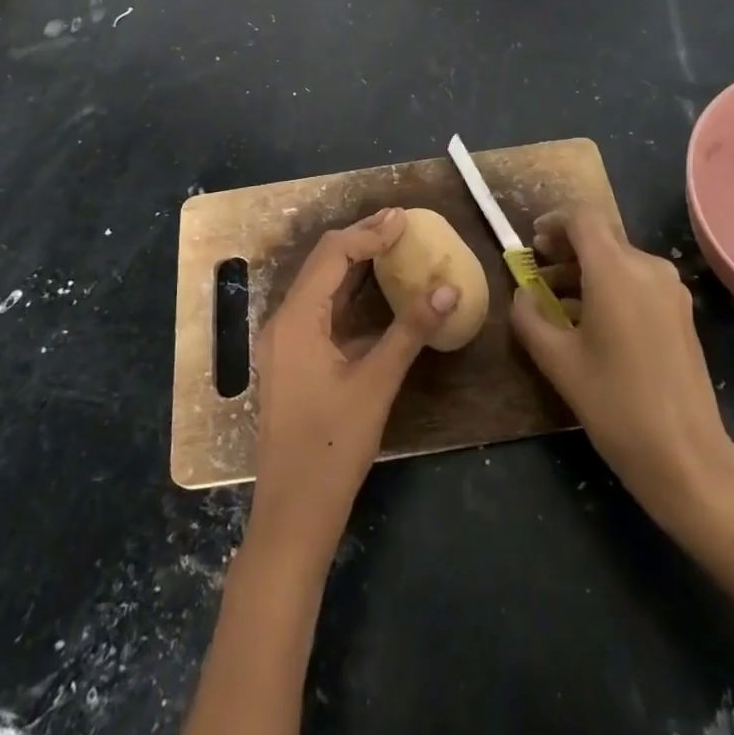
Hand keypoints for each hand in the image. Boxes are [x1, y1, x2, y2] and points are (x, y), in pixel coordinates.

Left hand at [249, 208, 458, 555]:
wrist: (291, 516)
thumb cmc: (332, 448)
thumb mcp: (376, 385)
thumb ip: (411, 331)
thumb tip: (449, 287)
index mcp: (296, 319)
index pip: (333, 255)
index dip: (370, 233)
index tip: (405, 218)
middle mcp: (283, 321)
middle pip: (322, 263)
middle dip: (361, 239)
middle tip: (401, 223)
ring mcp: (284, 343)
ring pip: (320, 286)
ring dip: (353, 263)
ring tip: (392, 244)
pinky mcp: (292, 361)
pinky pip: (319, 310)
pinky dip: (347, 292)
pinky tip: (375, 292)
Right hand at [510, 204, 733, 535]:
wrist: (686, 455)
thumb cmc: (615, 403)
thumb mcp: (557, 361)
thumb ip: (529, 318)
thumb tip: (522, 295)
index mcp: (615, 270)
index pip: (582, 218)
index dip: (553, 222)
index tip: (533, 244)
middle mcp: (648, 267)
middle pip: (601, 236)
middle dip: (567, 247)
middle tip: (539, 269)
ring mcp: (670, 289)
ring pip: (620, 259)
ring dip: (587, 268)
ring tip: (558, 299)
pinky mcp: (681, 312)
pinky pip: (638, 280)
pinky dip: (610, 285)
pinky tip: (592, 319)